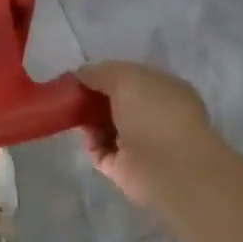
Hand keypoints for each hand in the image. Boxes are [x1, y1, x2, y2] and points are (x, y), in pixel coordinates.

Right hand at [75, 60, 217, 208]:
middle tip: (72, 96)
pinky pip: (102, 152)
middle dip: (94, 99)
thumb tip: (81, 74)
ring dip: (90, 121)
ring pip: (108, 127)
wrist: (170, 168)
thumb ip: (100, 72)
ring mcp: (143, 144)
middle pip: (118, 104)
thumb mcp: (124, 77)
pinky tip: (85, 136)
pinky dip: (91, 144)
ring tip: (73, 115)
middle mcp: (157, 117)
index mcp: (166, 91)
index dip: (106, 76)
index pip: (133, 79)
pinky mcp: (128, 170)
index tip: (82, 76)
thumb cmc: (154, 113)